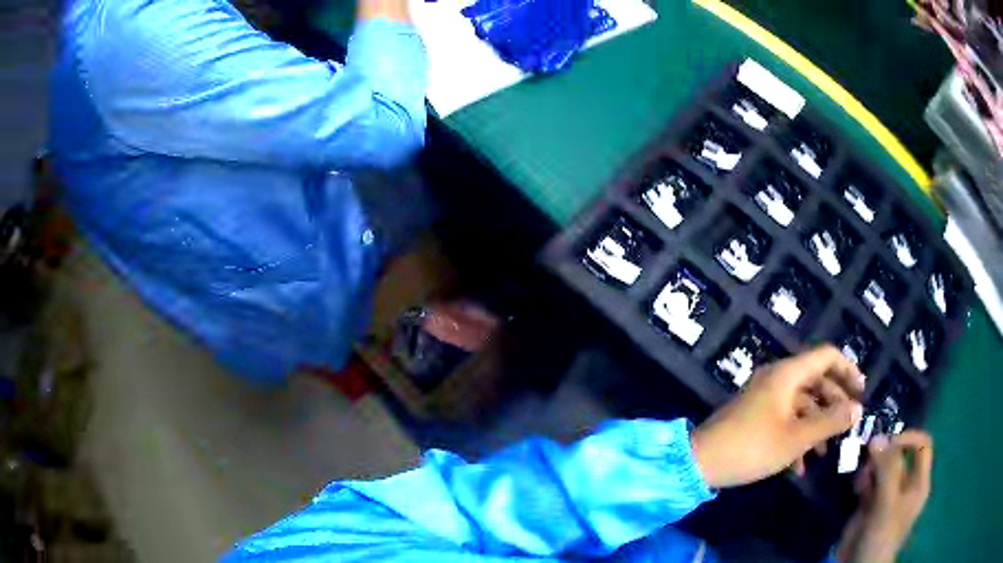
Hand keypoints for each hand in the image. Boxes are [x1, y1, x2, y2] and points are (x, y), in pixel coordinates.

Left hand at [691, 345, 864, 488]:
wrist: (700, 463)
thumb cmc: (753, 447)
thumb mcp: (797, 437)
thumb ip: (830, 421)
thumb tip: (857, 408)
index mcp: (788, 374)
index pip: (827, 356)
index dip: (848, 369)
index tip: (862, 392)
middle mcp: (777, 378)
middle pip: (816, 380)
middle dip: (834, 402)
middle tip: (848, 424)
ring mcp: (764, 397)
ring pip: (801, 403)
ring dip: (816, 424)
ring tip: (826, 451)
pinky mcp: (754, 416)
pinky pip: (784, 418)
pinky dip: (796, 436)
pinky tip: (799, 466)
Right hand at [836, 431, 932, 562]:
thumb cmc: (882, 534)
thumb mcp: (888, 502)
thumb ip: (887, 470)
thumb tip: (878, 437)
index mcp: (918, 481)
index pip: (922, 446)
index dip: (908, 438)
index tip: (889, 443)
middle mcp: (905, 483)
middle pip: (900, 454)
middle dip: (884, 453)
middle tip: (869, 459)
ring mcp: (887, 494)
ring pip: (882, 466)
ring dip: (870, 466)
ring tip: (860, 478)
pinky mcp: (870, 503)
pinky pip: (868, 481)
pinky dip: (862, 479)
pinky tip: (855, 487)